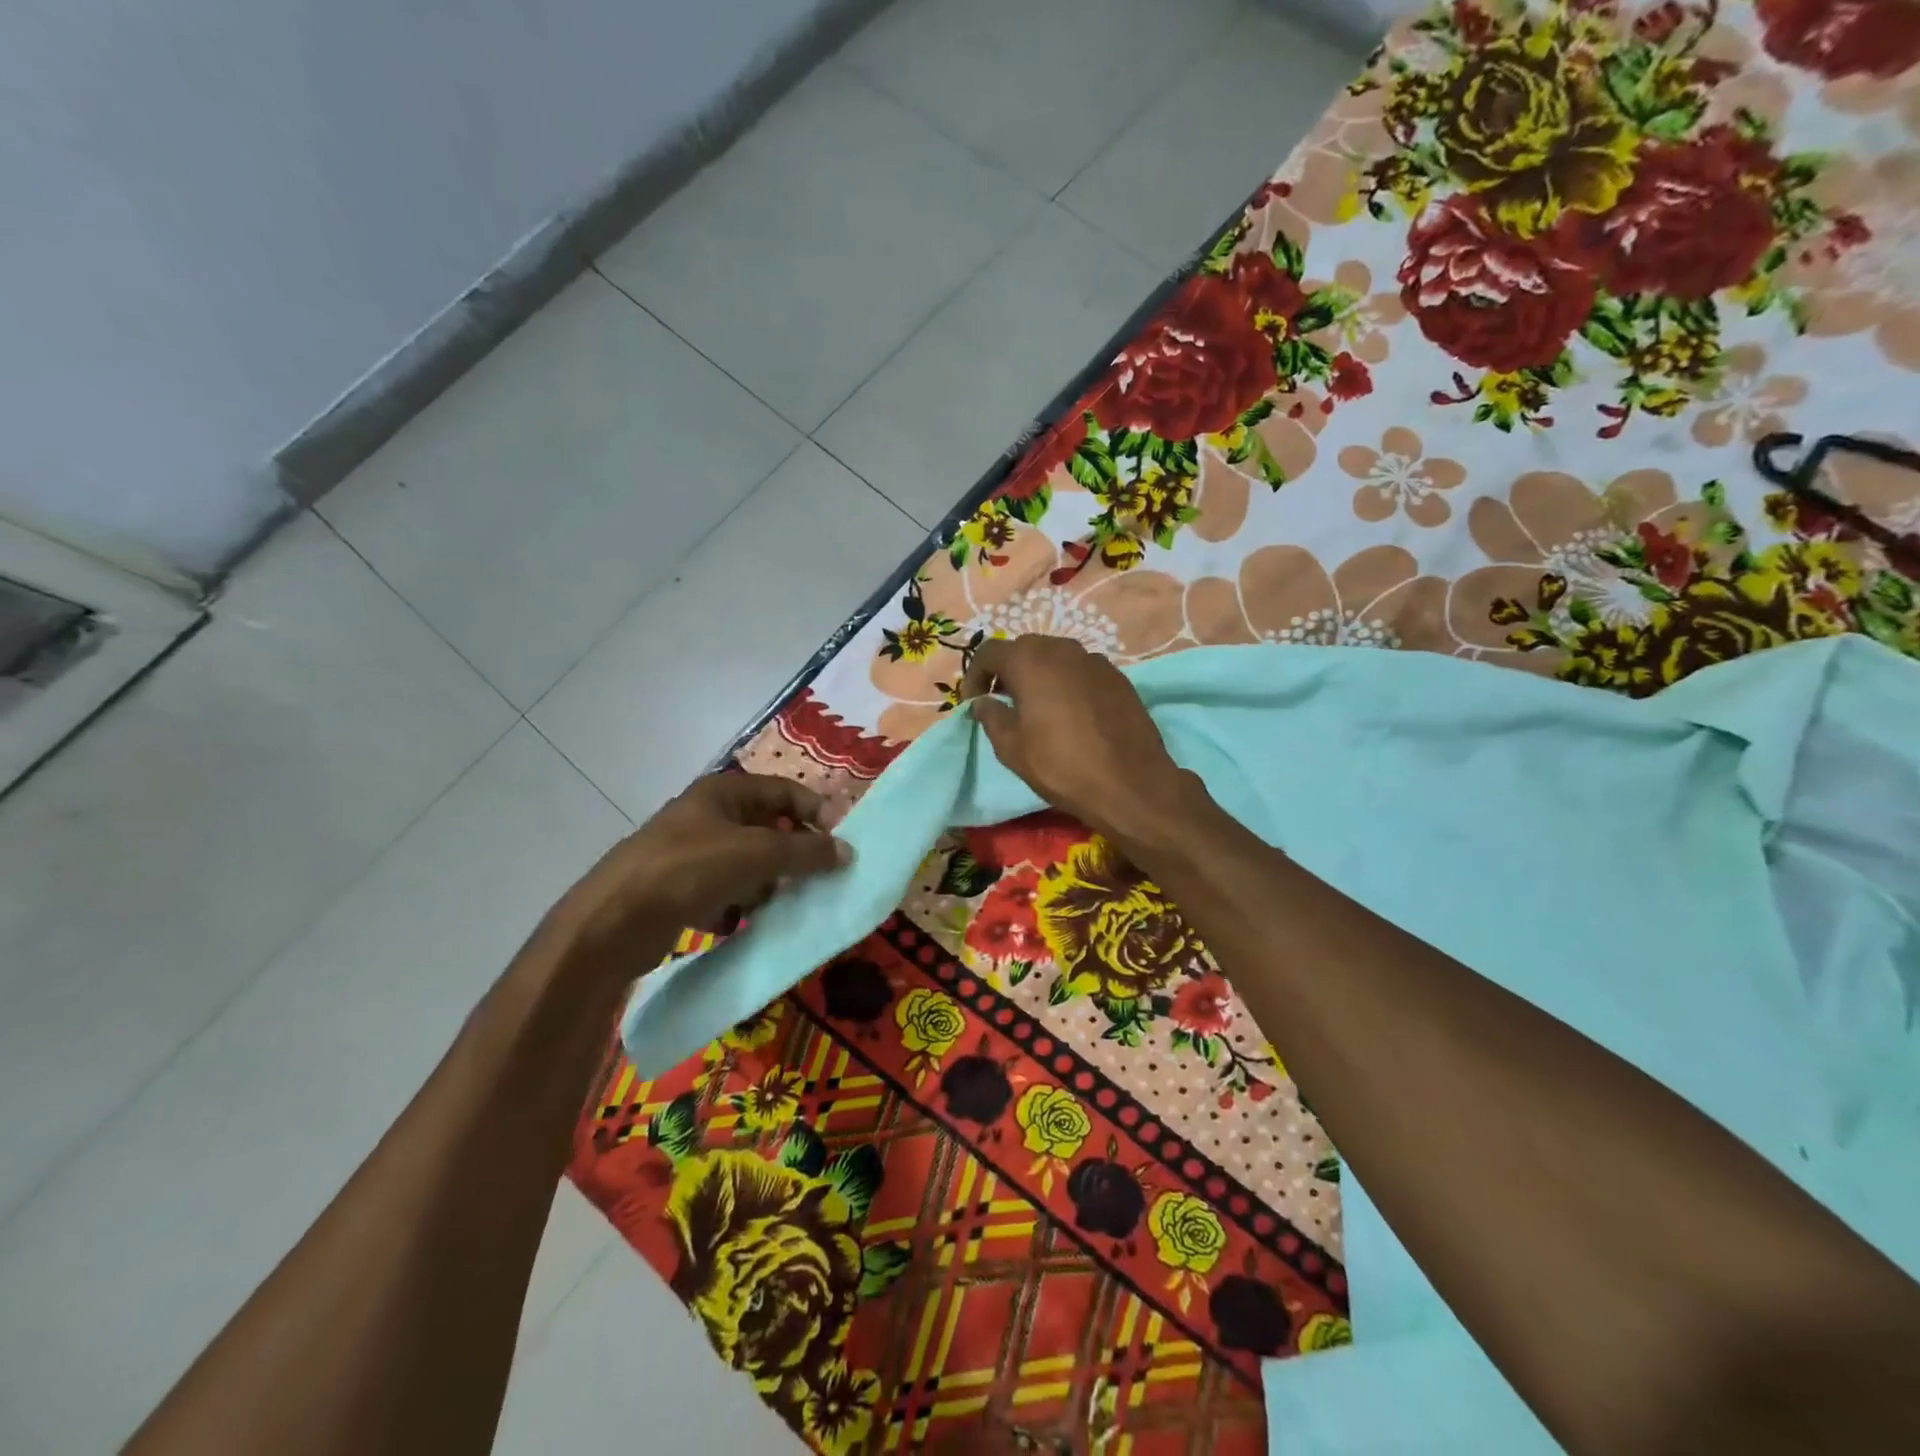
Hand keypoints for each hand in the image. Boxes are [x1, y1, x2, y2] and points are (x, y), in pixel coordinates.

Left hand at [559, 774, 849, 957]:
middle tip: (817, 877)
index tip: (841, 841)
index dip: (816, 810)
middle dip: (793, 852)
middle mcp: (706, 816)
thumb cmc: (690, 870)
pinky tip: (741, 922)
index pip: (785, 791)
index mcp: (723, 792)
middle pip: (767, 828)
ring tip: (779, 904)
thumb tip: (847, 850)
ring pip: (747, 863)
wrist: (614, 922)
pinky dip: (738, 905)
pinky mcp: (678, 889)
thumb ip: (806, 850)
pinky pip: (724, 892)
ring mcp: (689, 853)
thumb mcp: (757, 854)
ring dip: (767, 883)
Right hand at [961, 636, 1192, 848]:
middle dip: (1008, 670)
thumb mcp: (1012, 748)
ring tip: (1036, 706)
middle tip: (1002, 701)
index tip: (974, 702)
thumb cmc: (1061, 766)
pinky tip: (1070, 713)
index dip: (975, 675)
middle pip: (1024, 648)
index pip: (989, 652)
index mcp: (1030, 661)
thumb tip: (983, 702)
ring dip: (1039, 674)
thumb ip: (991, 717)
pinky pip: (1081, 670)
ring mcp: (1095, 660)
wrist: (1130, 783)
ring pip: (1056, 656)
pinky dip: (1067, 682)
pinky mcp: (1118, 677)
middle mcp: (1063, 649)